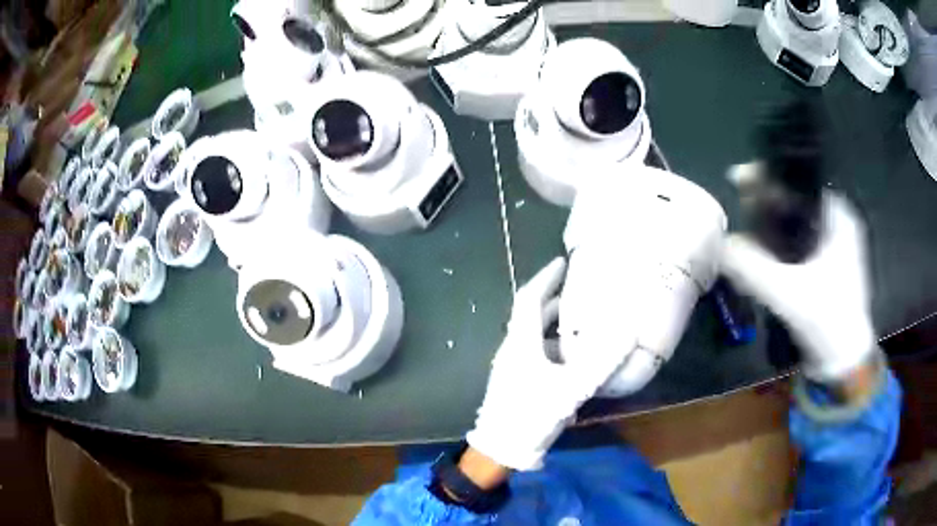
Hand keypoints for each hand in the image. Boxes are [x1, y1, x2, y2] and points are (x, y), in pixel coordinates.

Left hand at [466, 258, 635, 470]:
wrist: (501, 449)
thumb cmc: (531, 414)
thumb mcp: (570, 388)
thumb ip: (601, 362)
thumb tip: (628, 333)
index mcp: (521, 342)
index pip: (530, 299)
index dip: (545, 277)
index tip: (561, 262)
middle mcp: (512, 349)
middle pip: (531, 315)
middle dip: (553, 300)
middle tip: (578, 290)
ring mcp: (511, 366)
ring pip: (533, 336)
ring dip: (554, 325)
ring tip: (580, 321)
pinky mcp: (514, 382)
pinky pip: (534, 353)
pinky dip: (552, 346)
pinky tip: (571, 358)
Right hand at [721, 193, 877, 383]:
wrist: (844, 363)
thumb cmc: (828, 321)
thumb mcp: (789, 294)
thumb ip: (752, 267)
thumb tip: (718, 244)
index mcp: (837, 216)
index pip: (799, 180)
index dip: (768, 176)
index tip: (739, 179)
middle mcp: (837, 223)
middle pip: (795, 199)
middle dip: (766, 201)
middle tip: (739, 206)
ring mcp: (833, 245)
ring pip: (796, 222)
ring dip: (770, 224)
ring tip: (745, 229)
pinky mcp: (826, 266)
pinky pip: (798, 243)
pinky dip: (779, 244)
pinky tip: (762, 252)